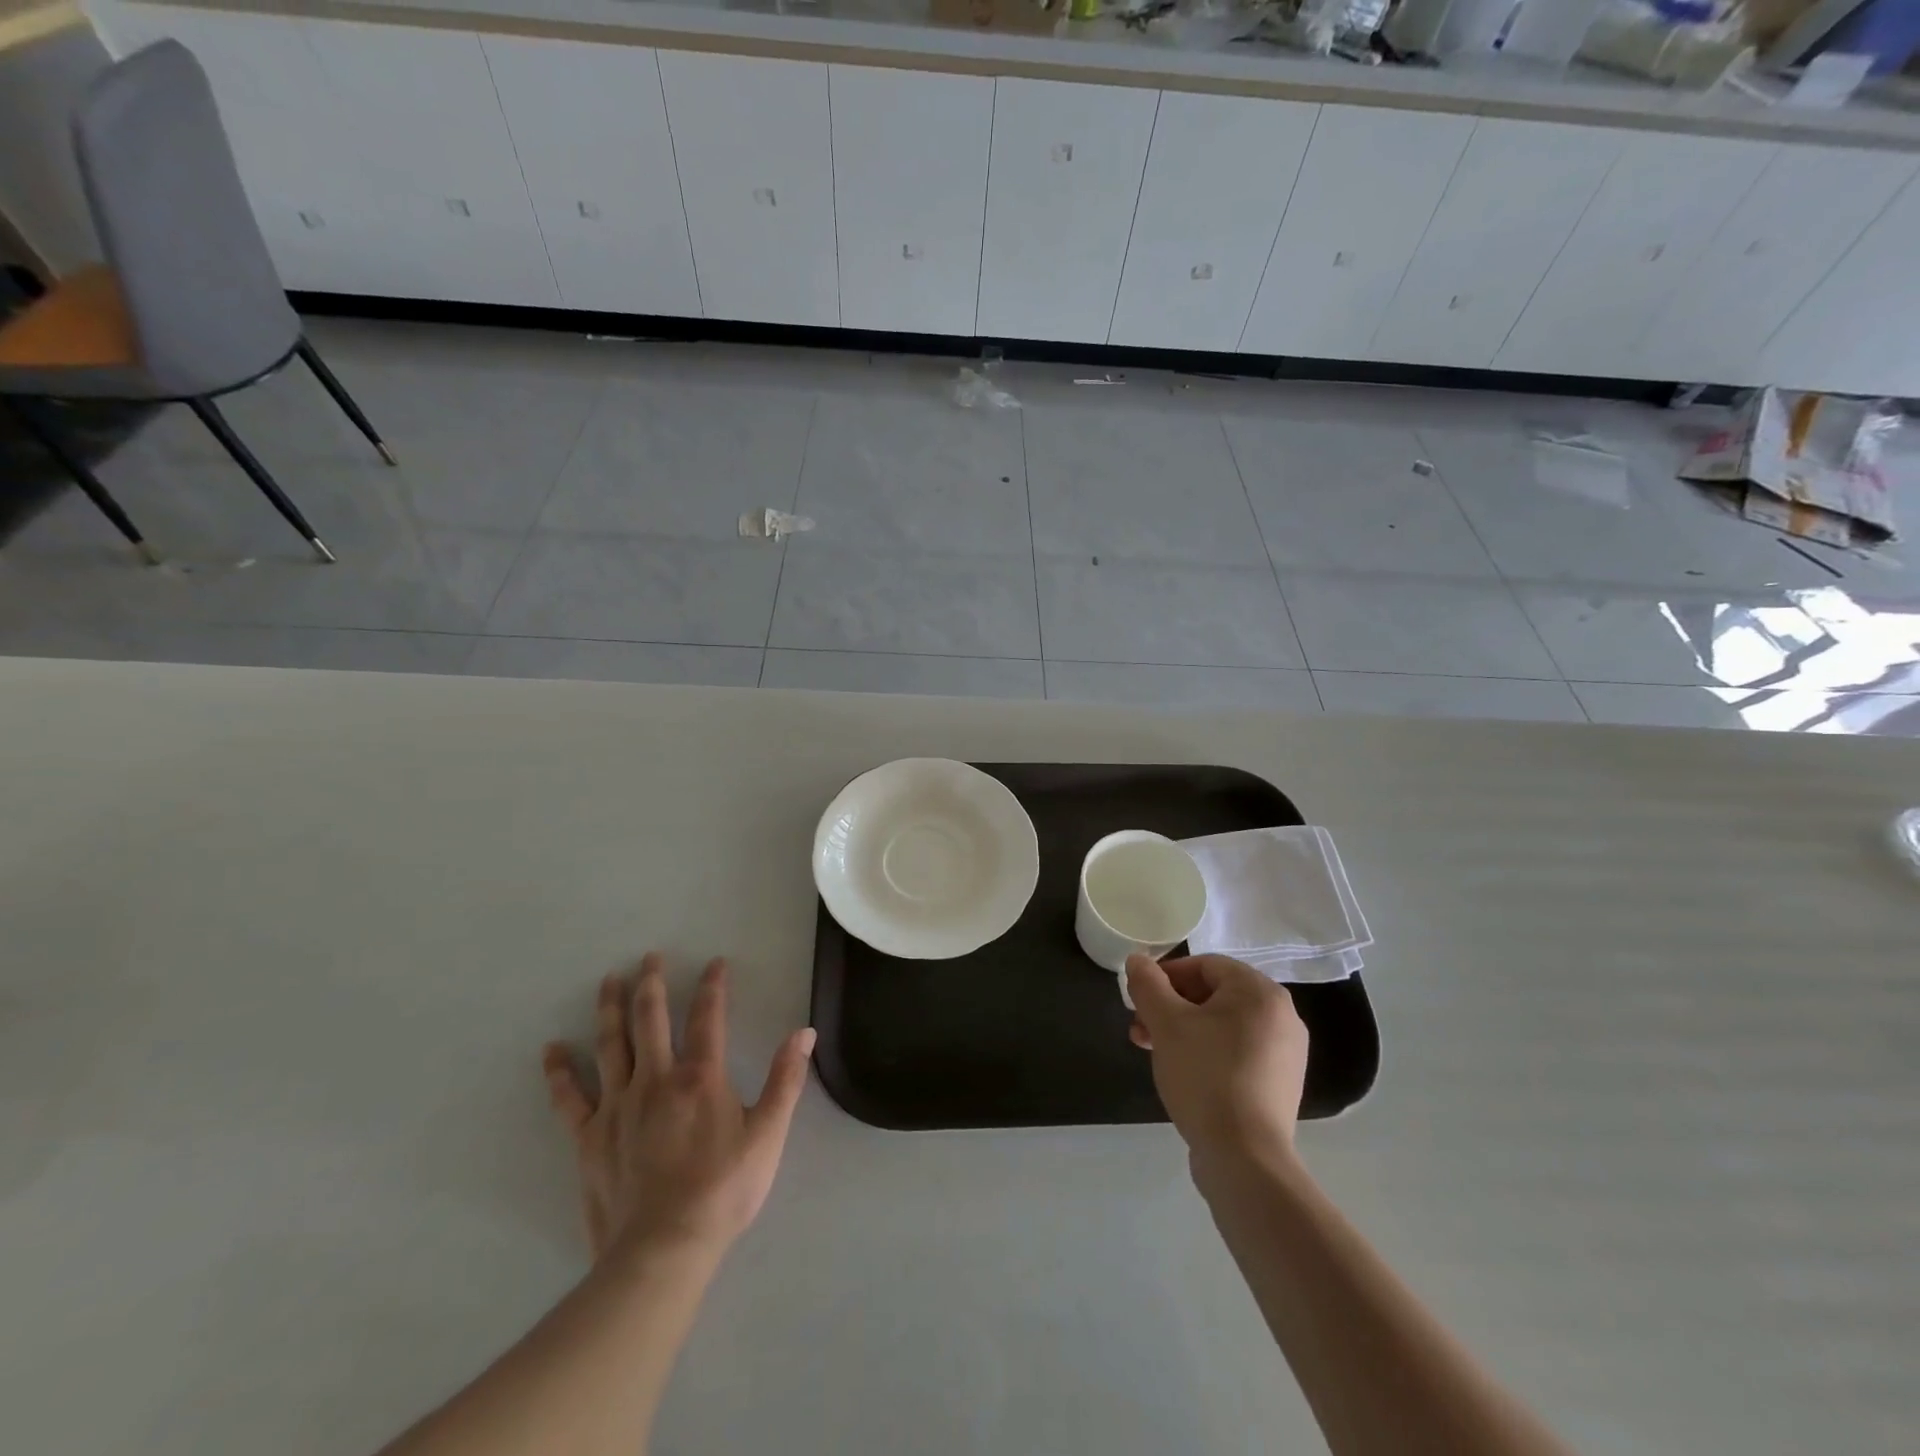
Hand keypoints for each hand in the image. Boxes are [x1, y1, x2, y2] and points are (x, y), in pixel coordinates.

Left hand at [542, 953, 815, 1261]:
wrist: (663, 1251)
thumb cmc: (723, 1191)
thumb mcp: (768, 1135)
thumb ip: (786, 1080)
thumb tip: (804, 1032)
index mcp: (700, 1077)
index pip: (708, 1017)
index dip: (712, 985)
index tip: (714, 962)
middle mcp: (656, 1079)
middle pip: (651, 1019)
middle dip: (652, 983)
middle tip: (649, 956)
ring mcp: (617, 1107)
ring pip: (611, 1045)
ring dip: (610, 1009)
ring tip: (609, 980)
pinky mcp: (589, 1137)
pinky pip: (570, 1098)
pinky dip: (559, 1072)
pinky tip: (551, 1050)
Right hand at [1125, 953, 1308, 1170]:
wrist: (1245, 1158)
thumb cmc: (1205, 1076)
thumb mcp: (1166, 1023)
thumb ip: (1148, 985)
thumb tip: (1137, 960)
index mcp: (1260, 992)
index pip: (1205, 965)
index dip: (1166, 976)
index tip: (1139, 999)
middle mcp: (1282, 1016)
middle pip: (1214, 995)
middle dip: (1170, 1007)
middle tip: (1140, 1028)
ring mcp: (1285, 1053)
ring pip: (1223, 1025)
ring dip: (1183, 1030)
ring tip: (1153, 1052)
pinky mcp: (1280, 1084)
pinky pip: (1236, 1052)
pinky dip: (1207, 1052)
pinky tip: (1183, 1074)